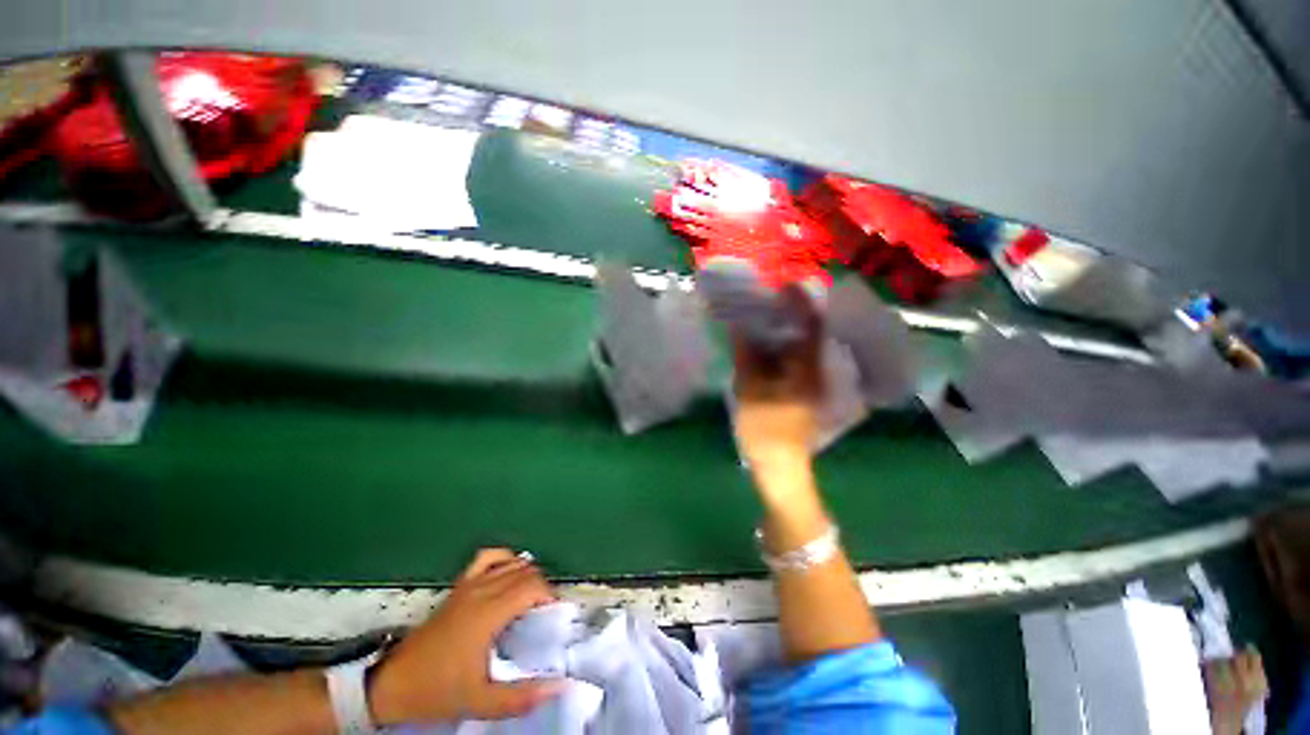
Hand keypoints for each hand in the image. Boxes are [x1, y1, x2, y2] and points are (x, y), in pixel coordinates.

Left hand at [368, 549, 564, 725]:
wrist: (392, 685)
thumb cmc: (437, 691)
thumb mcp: (480, 702)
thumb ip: (520, 696)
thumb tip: (558, 685)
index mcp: (488, 613)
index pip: (532, 586)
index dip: (550, 595)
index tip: (555, 615)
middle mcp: (481, 591)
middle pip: (525, 571)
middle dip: (542, 586)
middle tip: (545, 613)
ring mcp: (468, 585)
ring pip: (511, 562)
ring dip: (527, 574)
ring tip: (530, 598)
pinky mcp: (458, 586)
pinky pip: (488, 558)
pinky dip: (504, 558)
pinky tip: (508, 573)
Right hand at [732, 285, 824, 476]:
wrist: (780, 466)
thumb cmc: (765, 429)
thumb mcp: (749, 391)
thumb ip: (746, 356)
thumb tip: (738, 326)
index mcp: (806, 369)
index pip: (810, 326)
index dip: (800, 302)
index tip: (785, 283)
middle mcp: (815, 370)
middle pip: (809, 332)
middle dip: (792, 311)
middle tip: (770, 296)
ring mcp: (812, 381)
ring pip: (802, 345)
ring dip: (787, 327)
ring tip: (766, 312)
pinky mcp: (804, 389)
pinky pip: (796, 358)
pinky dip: (783, 345)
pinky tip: (767, 340)